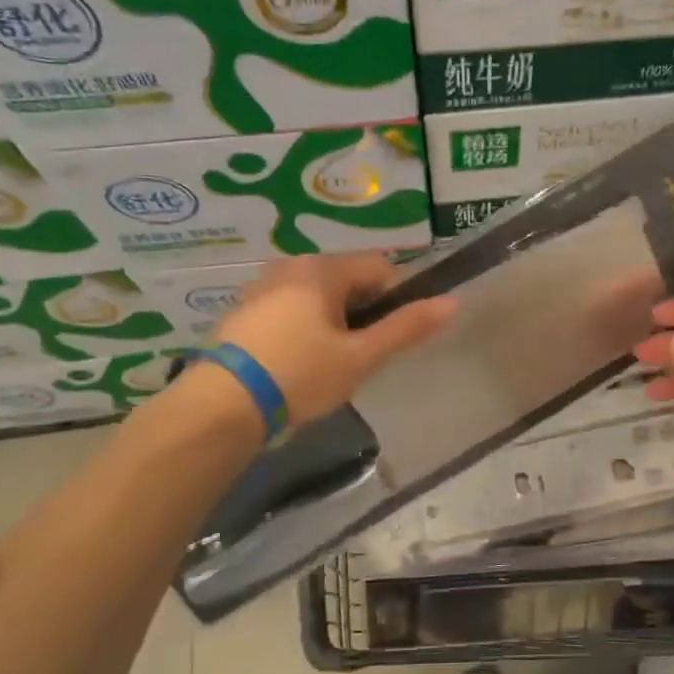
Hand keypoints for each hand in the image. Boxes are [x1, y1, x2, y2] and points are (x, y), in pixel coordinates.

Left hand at [202, 253, 453, 426]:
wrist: (220, 407)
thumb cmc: (299, 375)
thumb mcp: (360, 357)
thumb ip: (406, 328)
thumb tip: (453, 303)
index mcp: (321, 269)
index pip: (379, 268)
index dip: (395, 300)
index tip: (386, 338)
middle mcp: (289, 266)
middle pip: (346, 281)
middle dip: (360, 313)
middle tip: (357, 357)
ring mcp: (260, 288)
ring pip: (315, 297)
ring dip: (330, 323)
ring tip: (324, 366)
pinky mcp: (241, 313)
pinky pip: (287, 310)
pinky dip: (300, 329)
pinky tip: (293, 365)